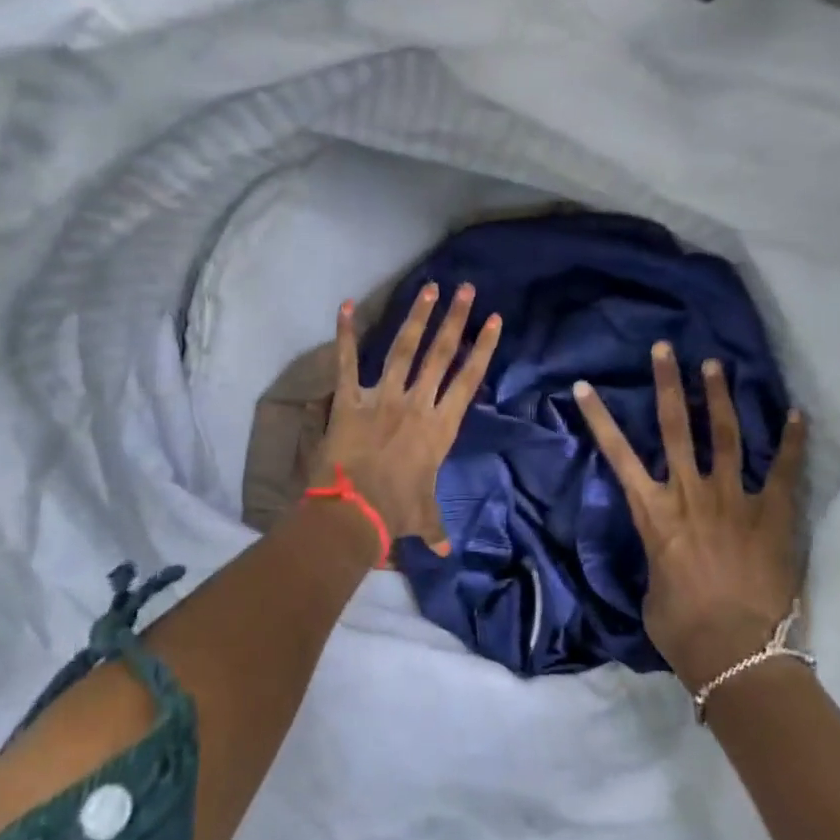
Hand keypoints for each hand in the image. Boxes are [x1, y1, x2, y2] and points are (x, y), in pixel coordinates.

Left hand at [315, 282, 502, 552]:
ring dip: (416, 317)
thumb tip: (447, 552)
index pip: (468, 379)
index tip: (494, 320)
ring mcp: (382, 398)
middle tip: (466, 289)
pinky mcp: (349, 400)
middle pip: (440, 354)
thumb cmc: (395, 512)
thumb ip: (436, 528)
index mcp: (440, 427)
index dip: (483, 348)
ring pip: (403, 349)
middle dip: (455, 319)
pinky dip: (345, 333)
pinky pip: (347, 362)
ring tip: (428, 288)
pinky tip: (345, 304)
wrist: (353, 511)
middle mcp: (416, 404)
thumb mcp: (422, 517)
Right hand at [575, 343, 808, 691]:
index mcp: (654, 512)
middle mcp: (691, 493)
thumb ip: (658, 560)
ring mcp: (735, 499)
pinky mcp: (774, 515)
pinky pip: (785, 470)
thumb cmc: (682, 628)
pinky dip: (791, 441)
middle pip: (676, 427)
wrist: (738, 652)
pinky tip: (797, 414)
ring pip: (725, 436)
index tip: (586, 386)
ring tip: (716, 366)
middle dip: (669, 384)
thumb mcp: (652, 590)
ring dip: (719, 398)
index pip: (618, 454)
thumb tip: (666, 557)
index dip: (599, 418)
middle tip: (666, 349)